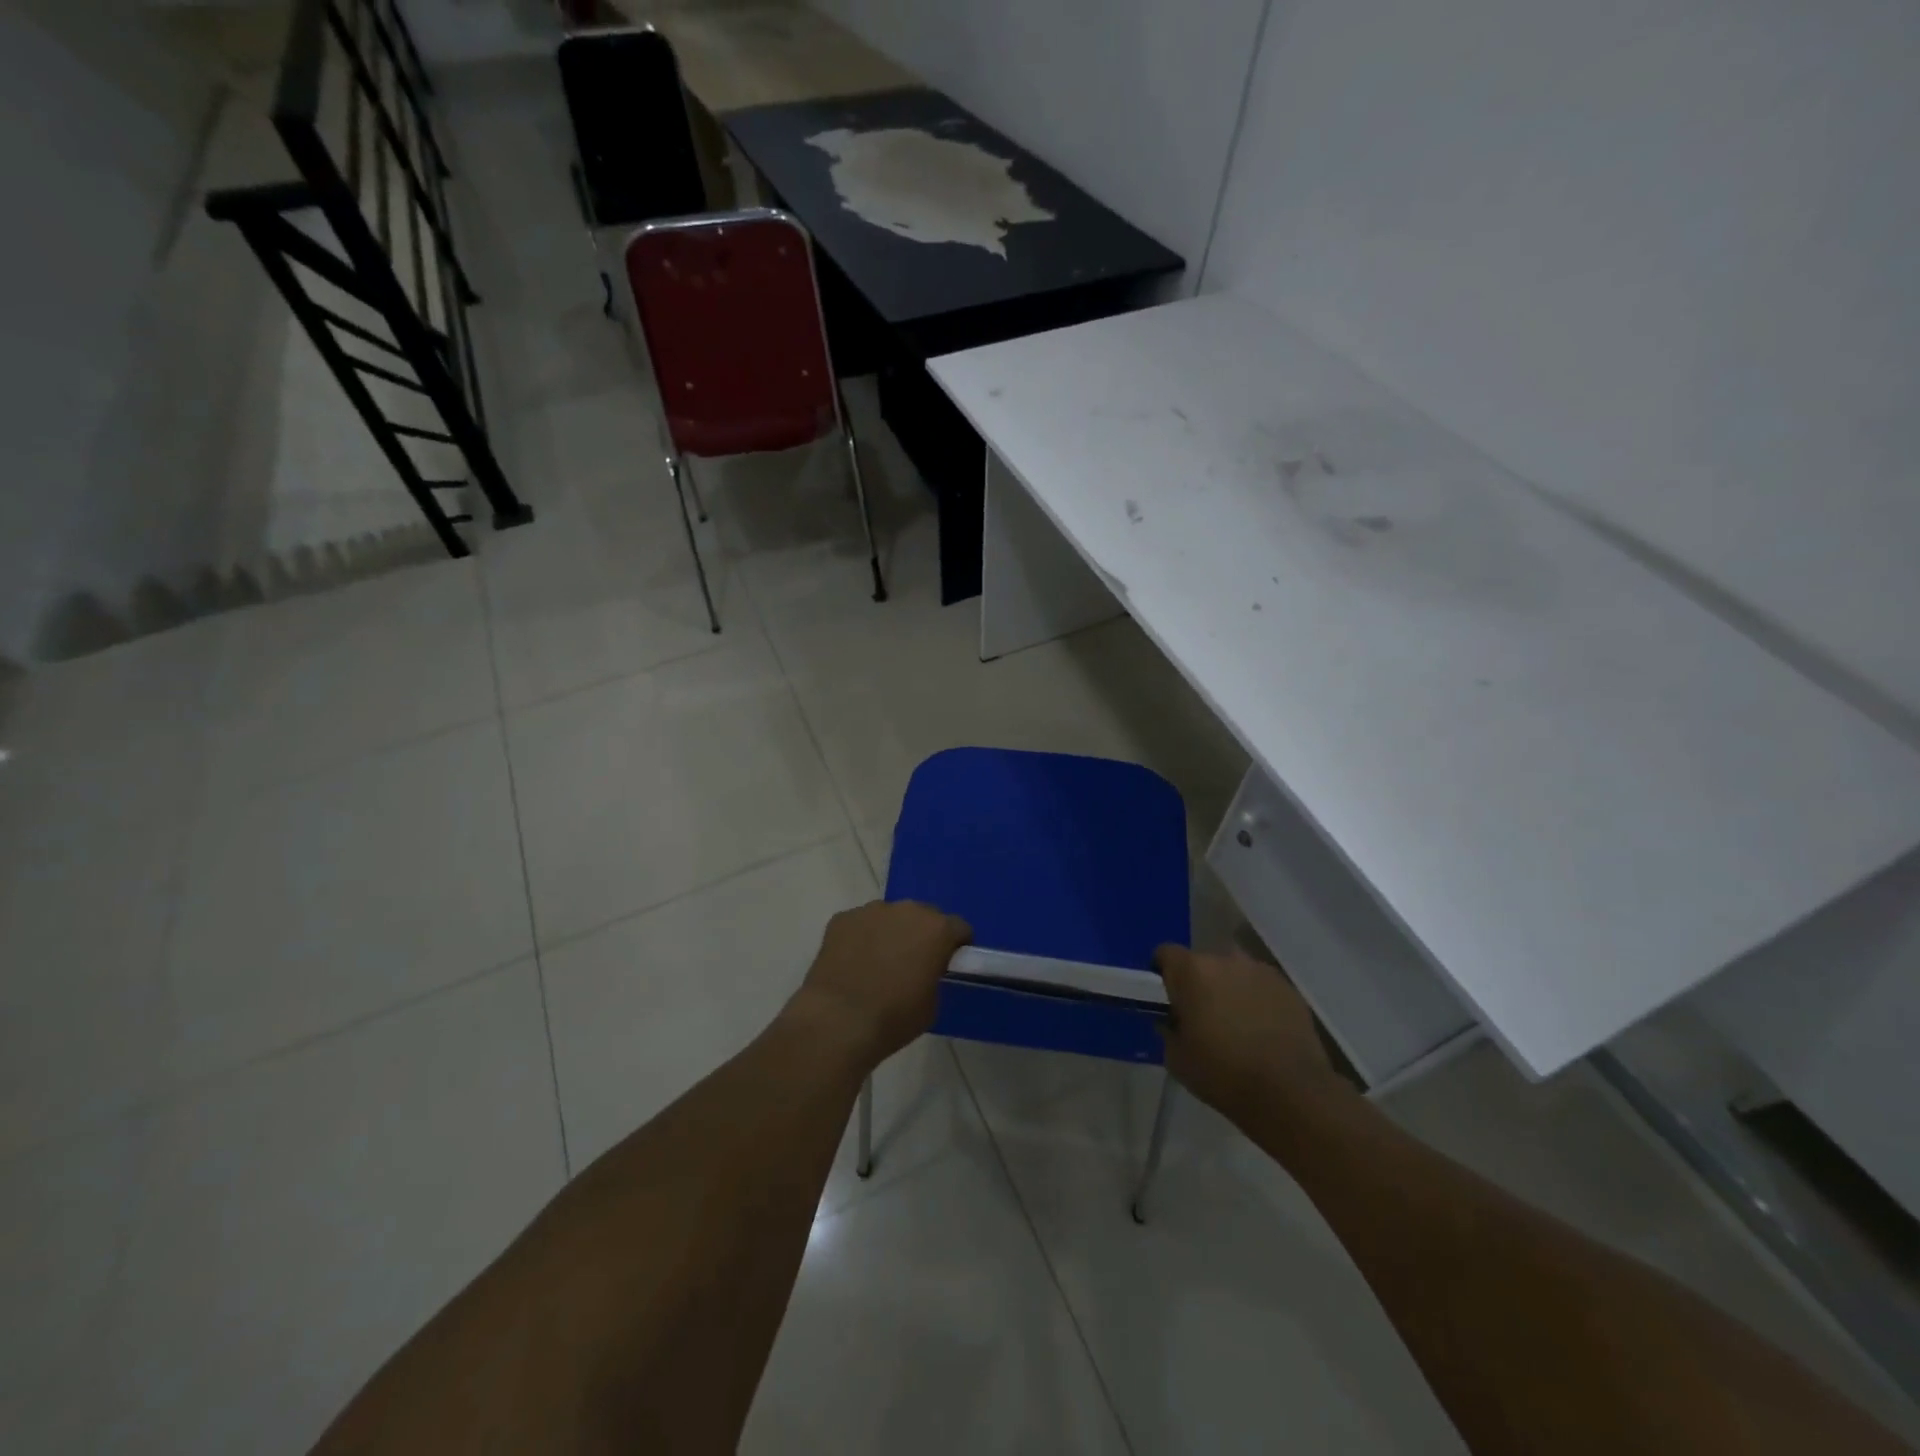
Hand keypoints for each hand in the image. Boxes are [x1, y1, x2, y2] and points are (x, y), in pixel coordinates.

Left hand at [788, 901, 972, 1068]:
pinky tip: (853, 963)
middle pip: (924, 916)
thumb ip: (935, 976)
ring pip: (890, 917)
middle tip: (913, 962)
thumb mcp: (932, 1004)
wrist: (839, 1021)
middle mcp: (907, 910)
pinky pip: (860, 924)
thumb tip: (926, 970)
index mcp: (937, 929)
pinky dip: (861, 938)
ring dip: (891, 933)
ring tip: (878, 963)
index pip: (959, 928)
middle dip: (923, 934)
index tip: (949, 964)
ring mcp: (871, 910)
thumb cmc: (894, 1017)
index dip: (957, 946)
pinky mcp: (842, 918)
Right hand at [1155, 945, 1347, 1121]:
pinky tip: (1262, 1030)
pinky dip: (1256, 1000)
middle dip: (1199, 983)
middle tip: (1202, 1015)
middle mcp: (1226, 960)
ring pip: (1234, 973)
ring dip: (1229, 989)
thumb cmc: (1222, 1073)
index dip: (1163, 973)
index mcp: (1192, 971)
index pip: (1166, 954)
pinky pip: (1261, 987)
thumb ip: (1168, 1028)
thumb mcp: (1176, 1057)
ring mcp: (1260, 971)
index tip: (1167, 998)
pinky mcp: (1288, 989)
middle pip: (1203, 962)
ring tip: (1235, 1023)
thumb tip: (1172, 1020)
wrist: (1290, 1092)